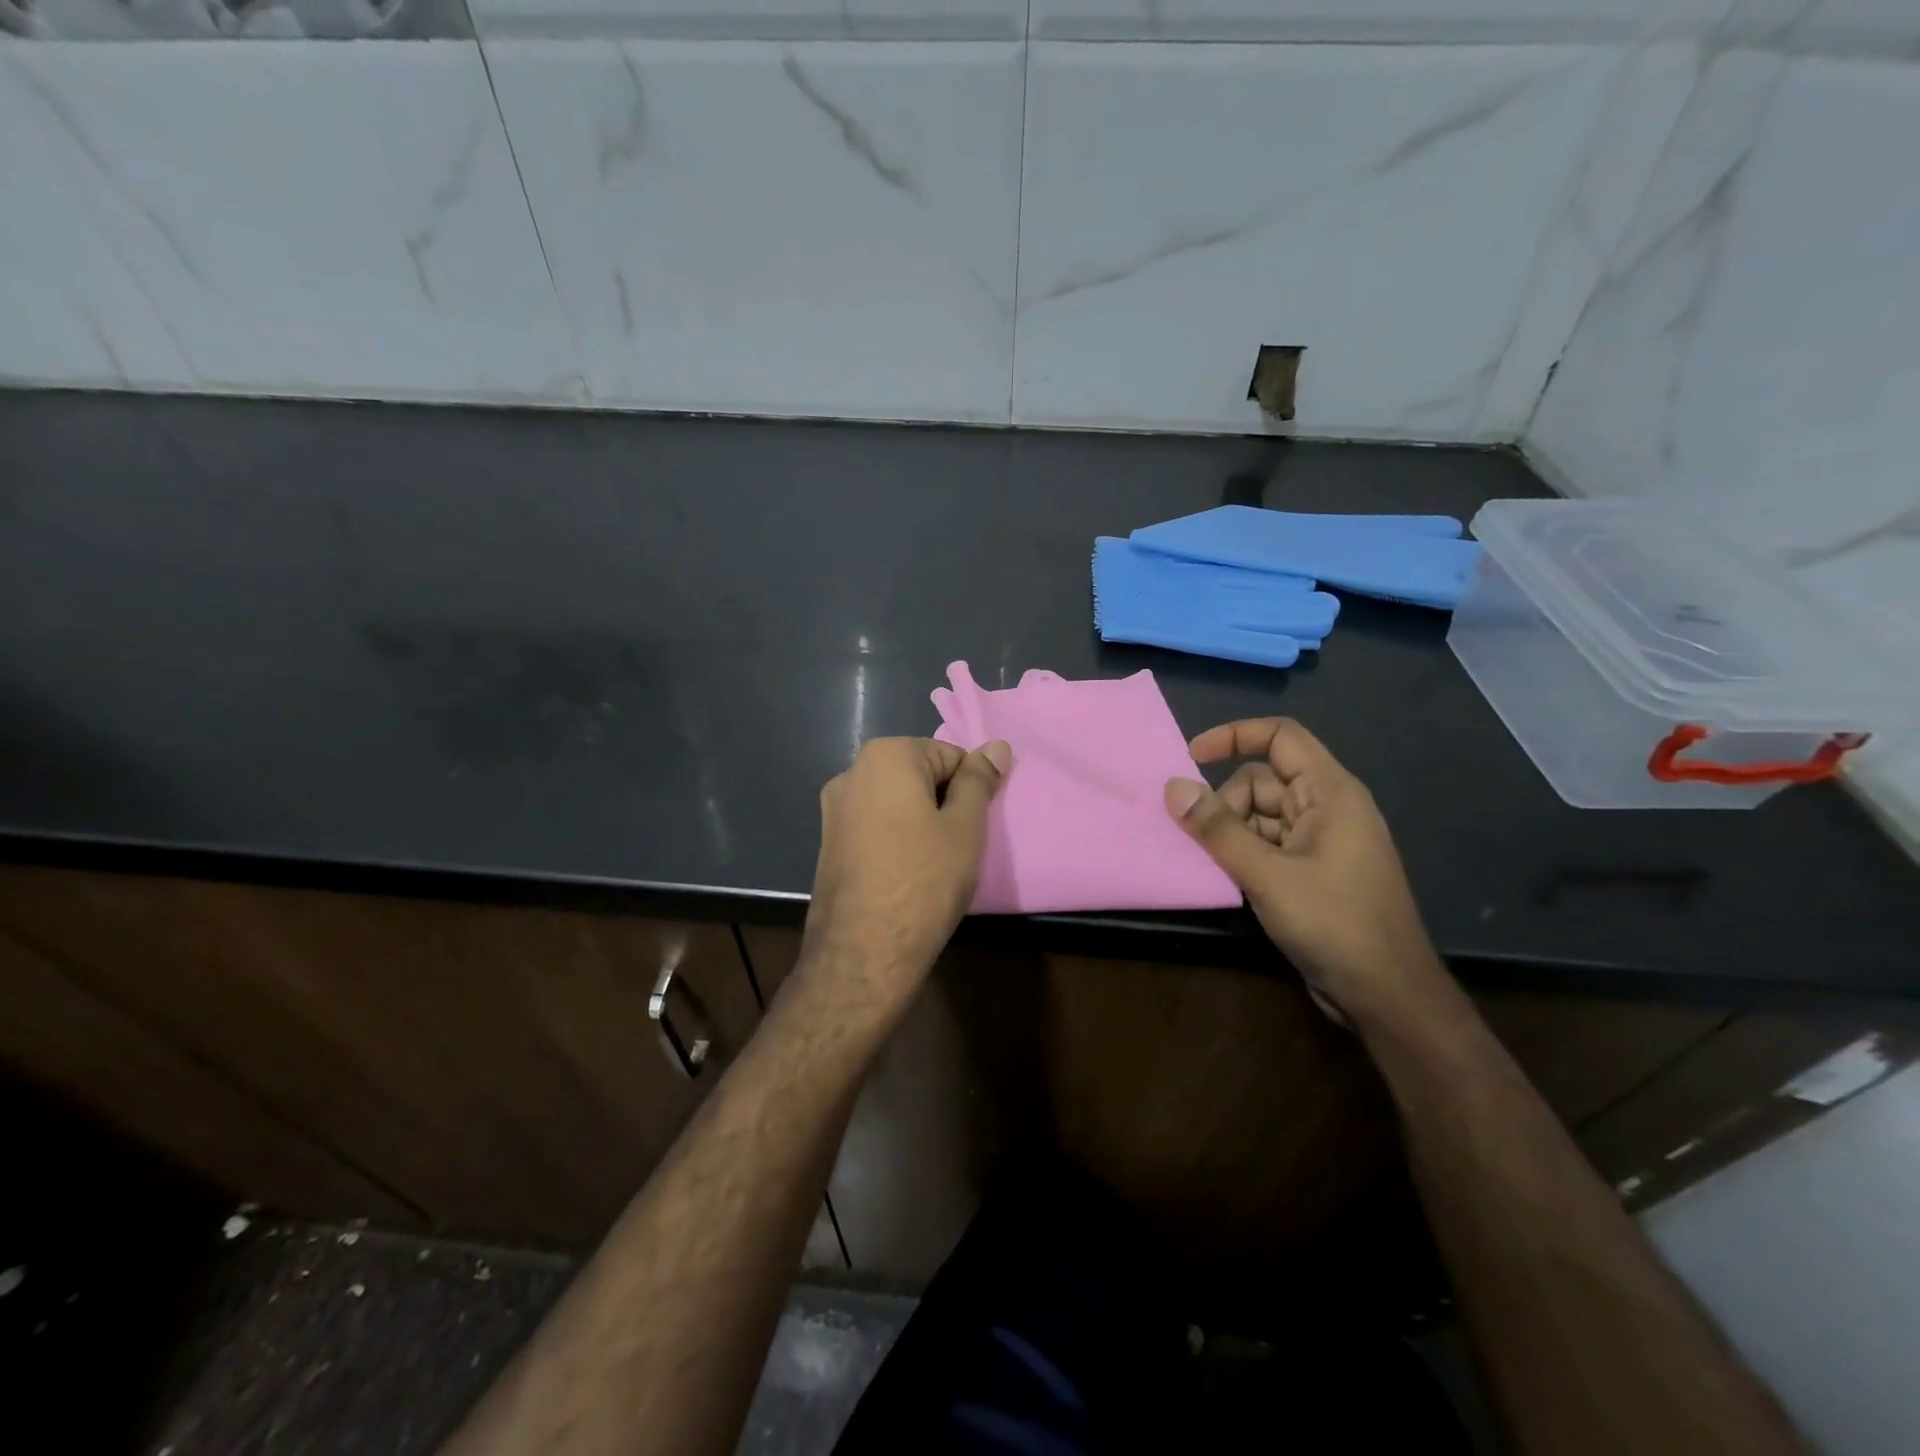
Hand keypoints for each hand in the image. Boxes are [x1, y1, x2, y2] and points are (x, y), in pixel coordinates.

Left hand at [801, 736, 1010, 1004]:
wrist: (863, 951)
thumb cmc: (924, 880)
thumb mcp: (965, 827)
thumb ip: (979, 781)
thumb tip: (996, 745)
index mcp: (885, 756)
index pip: (949, 755)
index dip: (969, 790)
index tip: (972, 828)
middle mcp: (851, 772)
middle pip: (918, 775)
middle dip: (942, 804)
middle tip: (956, 847)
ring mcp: (834, 809)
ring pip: (896, 803)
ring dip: (919, 823)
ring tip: (932, 865)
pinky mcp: (828, 842)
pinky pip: (875, 826)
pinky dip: (895, 840)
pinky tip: (905, 875)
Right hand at [1165, 718, 1442, 1026]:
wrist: (1387, 996)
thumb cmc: (1335, 923)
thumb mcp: (1268, 874)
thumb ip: (1218, 830)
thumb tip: (1173, 787)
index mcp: (1330, 792)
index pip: (1281, 737)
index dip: (1234, 736)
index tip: (1190, 758)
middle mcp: (1327, 808)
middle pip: (1262, 781)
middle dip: (1226, 804)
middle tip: (1206, 843)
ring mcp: (1321, 842)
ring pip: (1260, 816)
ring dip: (1231, 833)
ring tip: (1215, 866)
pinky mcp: (1312, 871)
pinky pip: (1267, 845)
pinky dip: (1242, 854)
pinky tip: (1226, 879)